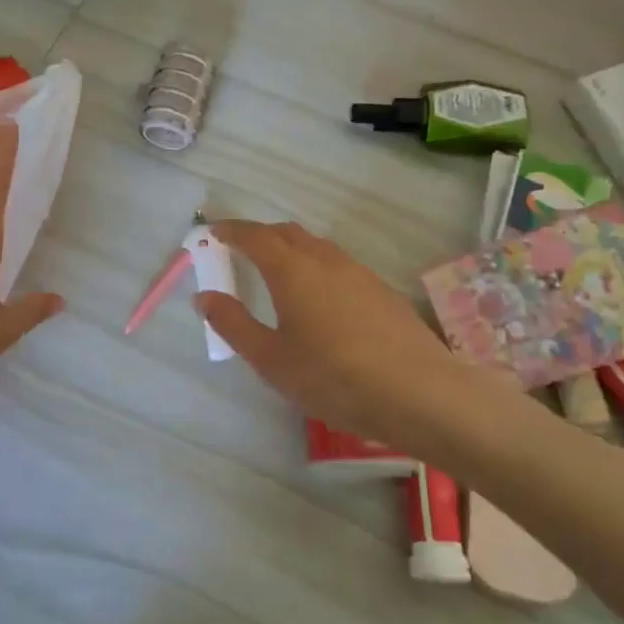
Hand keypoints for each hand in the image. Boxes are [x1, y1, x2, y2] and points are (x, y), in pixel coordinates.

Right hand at [197, 220, 478, 448]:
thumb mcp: (271, 360)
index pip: (255, 236)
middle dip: (260, 235)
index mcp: (292, 270)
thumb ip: (234, 325)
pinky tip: (320, 299)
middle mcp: (325, 260)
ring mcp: (358, 272)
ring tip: (278, 273)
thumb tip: (204, 297)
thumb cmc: (333, 378)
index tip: (213, 232)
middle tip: (240, 251)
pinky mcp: (381, 290)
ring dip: (291, 249)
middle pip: (287, 233)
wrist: (419, 392)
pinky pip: (338, 264)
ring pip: (316, 247)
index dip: (231, 231)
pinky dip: (316, 267)